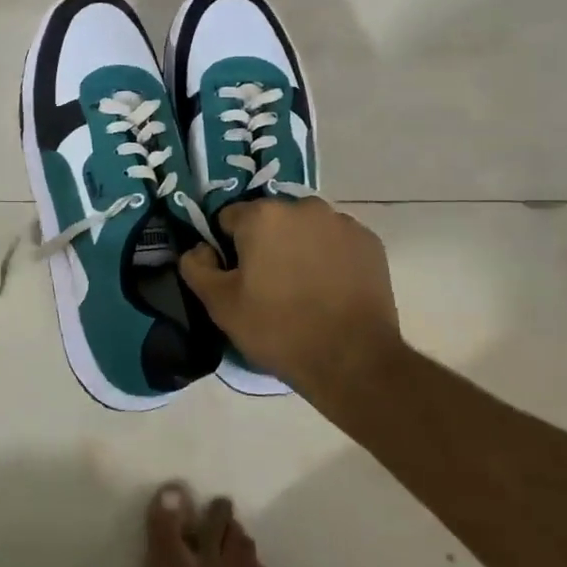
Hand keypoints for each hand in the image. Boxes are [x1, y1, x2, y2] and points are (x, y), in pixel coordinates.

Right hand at [179, 197, 403, 397]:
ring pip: (305, 228)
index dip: (228, 248)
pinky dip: (330, 257)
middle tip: (269, 286)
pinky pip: (336, 242)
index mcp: (263, 215)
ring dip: (299, 247)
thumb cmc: (279, 329)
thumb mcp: (221, 305)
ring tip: (303, 289)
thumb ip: (197, 268)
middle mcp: (303, 206)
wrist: (353, 360)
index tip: (238, 278)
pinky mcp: (369, 242)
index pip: (229, 219)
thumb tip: (199, 248)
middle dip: (266, 244)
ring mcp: (341, 222)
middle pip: (271, 220)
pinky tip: (331, 290)